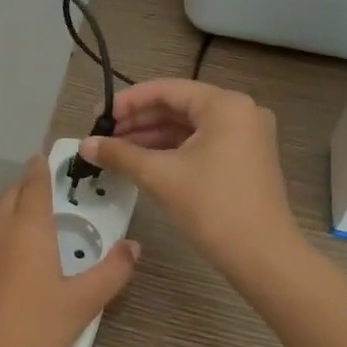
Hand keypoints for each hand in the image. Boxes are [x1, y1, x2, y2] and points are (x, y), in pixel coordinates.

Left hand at [0, 156, 139, 346]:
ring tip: (36, 229)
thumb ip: (111, 272)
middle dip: (28, 188)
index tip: (47, 157)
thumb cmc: (32, 332)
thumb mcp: (82, 305)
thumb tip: (132, 247)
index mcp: (27, 229)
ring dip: (13, 213)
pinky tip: (13, 267)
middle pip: (10, 196)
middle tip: (50, 194)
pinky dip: (0, 240)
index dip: (42, 168)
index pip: (34, 184)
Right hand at [82, 79, 297, 275]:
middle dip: (138, 122)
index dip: (128, 102)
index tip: (97, 117)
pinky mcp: (244, 159)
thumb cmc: (213, 207)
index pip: (166, 90)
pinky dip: (171, 151)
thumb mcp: (161, 176)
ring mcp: (246, 136)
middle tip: (102, 137)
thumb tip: (84, 144)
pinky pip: (201, 144)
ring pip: (188, 128)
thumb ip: (120, 155)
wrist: (263, 257)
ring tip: (115, 152)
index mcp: (225, 105)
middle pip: (178, 107)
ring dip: (151, 138)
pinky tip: (142, 163)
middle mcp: (240, 112)